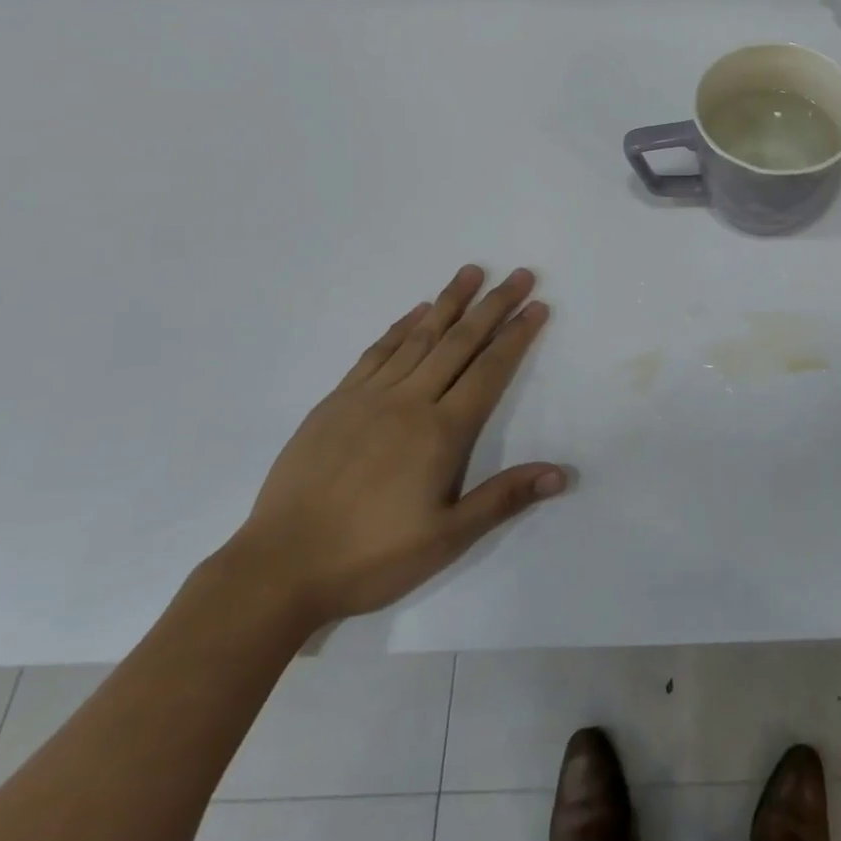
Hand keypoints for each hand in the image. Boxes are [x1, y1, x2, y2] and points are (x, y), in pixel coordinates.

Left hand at [225, 265, 567, 631]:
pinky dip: (400, 326)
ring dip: (448, 302)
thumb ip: (503, 498)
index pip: (489, 370)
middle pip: (459, 342)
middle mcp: (409, 402)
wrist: (279, 567)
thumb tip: (561, 474)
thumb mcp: (447, 539)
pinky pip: (375, 352)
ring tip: (471, 273)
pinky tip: (416, 312)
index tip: (537, 305)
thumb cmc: (371, 557)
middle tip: (519, 274)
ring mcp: (368, 397)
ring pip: (418, 337)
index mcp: (441, 432)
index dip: (516, 335)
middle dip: (493, 305)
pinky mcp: (335, 402)